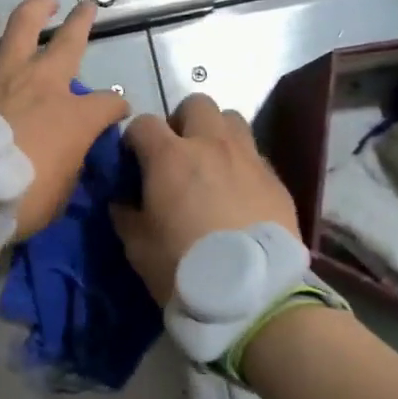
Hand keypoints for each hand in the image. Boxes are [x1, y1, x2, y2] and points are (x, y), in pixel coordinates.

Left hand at [0, 0, 128, 238]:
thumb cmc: (16, 201)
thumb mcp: (60, 193)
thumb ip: (69, 164)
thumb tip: (69, 153)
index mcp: (74, 117)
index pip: (109, 103)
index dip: (116, 106)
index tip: (115, 111)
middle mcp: (43, 83)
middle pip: (71, 41)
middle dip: (84, 22)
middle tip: (88, 8)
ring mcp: (1, 72)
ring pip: (23, 24)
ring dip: (36, 9)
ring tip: (44, 2)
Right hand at [111, 93, 300, 302]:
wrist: (251, 294)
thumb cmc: (183, 267)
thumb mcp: (137, 246)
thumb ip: (125, 214)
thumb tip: (122, 200)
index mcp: (170, 156)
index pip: (143, 123)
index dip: (134, 139)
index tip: (133, 161)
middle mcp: (211, 145)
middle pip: (196, 104)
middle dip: (181, 122)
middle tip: (176, 154)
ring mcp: (248, 158)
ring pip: (232, 120)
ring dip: (216, 134)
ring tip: (211, 165)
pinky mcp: (275, 179)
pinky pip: (254, 155)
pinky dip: (241, 164)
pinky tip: (237, 194)